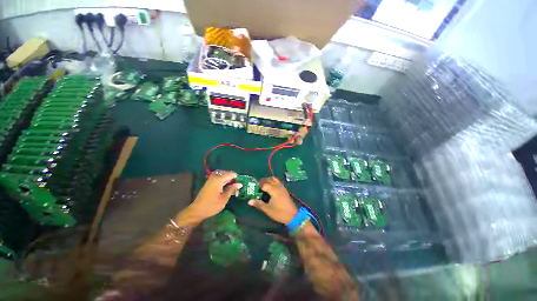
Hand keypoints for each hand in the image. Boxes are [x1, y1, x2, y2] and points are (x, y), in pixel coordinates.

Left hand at [181, 170, 241, 223]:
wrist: (196, 211)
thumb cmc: (211, 206)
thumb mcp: (224, 199)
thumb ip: (232, 189)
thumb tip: (240, 184)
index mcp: (218, 180)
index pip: (231, 174)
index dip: (237, 177)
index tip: (240, 183)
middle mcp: (214, 177)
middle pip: (226, 173)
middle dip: (232, 177)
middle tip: (237, 185)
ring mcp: (211, 179)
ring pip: (222, 174)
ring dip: (228, 178)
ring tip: (232, 186)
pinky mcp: (209, 182)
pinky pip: (218, 177)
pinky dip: (223, 179)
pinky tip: (226, 186)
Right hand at [248, 177, 297, 223]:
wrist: (293, 216)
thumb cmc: (279, 213)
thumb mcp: (267, 209)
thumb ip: (258, 204)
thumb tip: (249, 201)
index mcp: (273, 190)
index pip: (264, 184)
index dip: (258, 185)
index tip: (253, 188)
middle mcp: (278, 186)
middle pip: (269, 179)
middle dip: (263, 181)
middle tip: (258, 186)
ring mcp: (282, 187)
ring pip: (275, 180)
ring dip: (269, 180)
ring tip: (264, 186)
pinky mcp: (285, 190)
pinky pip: (278, 182)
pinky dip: (273, 182)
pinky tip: (271, 188)